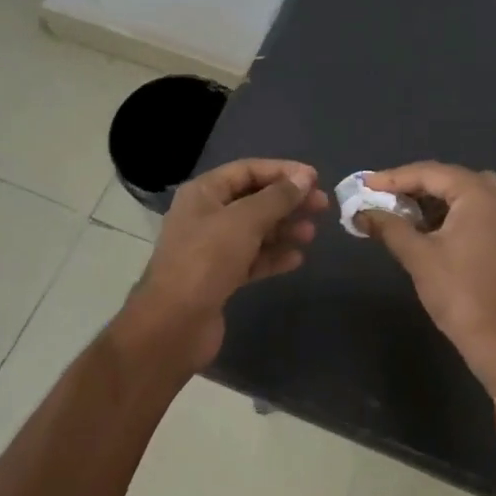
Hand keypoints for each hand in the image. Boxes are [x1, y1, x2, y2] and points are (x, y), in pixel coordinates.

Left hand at [120, 159, 327, 371]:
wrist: (174, 324)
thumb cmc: (207, 260)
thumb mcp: (245, 221)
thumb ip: (277, 197)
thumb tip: (304, 178)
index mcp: (204, 193)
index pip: (247, 170)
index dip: (282, 171)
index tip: (314, 178)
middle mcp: (206, 215)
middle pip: (253, 199)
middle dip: (287, 201)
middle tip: (322, 206)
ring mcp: (211, 248)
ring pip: (255, 230)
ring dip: (284, 229)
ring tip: (312, 233)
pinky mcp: (219, 277)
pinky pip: (252, 258)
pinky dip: (273, 256)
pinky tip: (296, 259)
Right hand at [360, 162, 495, 396]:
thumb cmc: (459, 293)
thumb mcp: (418, 256)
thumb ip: (388, 227)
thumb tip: (361, 213)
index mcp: (479, 193)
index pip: (430, 173)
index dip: (394, 178)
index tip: (365, 185)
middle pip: (450, 179)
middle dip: (415, 187)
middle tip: (382, 198)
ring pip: (468, 194)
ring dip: (436, 200)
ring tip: (405, 213)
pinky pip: (483, 210)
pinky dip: (457, 213)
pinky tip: (435, 229)